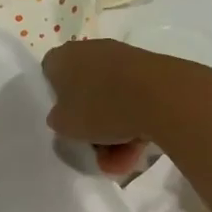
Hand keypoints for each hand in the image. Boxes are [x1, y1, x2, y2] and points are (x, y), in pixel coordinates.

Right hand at [42, 39, 158, 175]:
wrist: (162, 97)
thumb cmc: (100, 108)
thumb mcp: (64, 126)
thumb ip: (58, 120)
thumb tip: (66, 116)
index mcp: (63, 57)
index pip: (48, 74)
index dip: (54, 99)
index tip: (64, 121)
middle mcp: (91, 51)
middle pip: (83, 91)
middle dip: (89, 124)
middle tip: (94, 149)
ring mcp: (123, 58)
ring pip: (111, 100)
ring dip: (114, 132)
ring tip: (123, 161)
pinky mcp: (151, 70)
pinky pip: (134, 100)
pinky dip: (134, 123)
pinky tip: (139, 149)